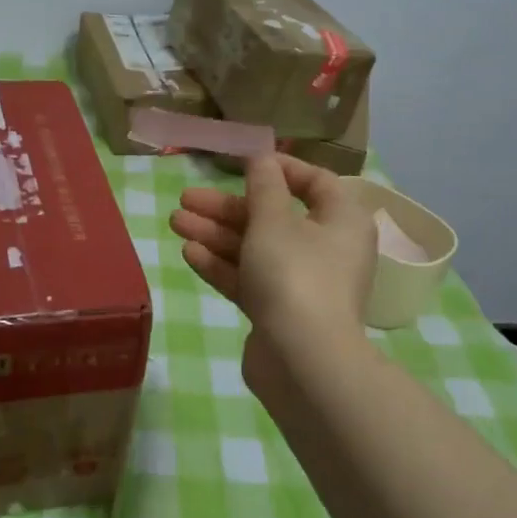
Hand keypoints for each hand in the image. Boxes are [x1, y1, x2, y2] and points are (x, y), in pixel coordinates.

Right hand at [169, 154, 372, 401]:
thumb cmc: (294, 274)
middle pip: (274, 217)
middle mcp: (327, 249)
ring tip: (175, 221)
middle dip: (227, 207)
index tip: (241, 164)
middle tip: (186, 199)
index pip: (315, 182)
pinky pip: (250, 279)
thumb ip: (263, 185)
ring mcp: (303, 283)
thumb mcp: (273, 220)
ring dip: (216, 233)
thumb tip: (262, 157)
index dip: (278, 169)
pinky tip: (189, 253)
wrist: (302, 360)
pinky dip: (223, 264)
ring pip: (256, 249)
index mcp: (341, 221)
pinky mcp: (280, 312)